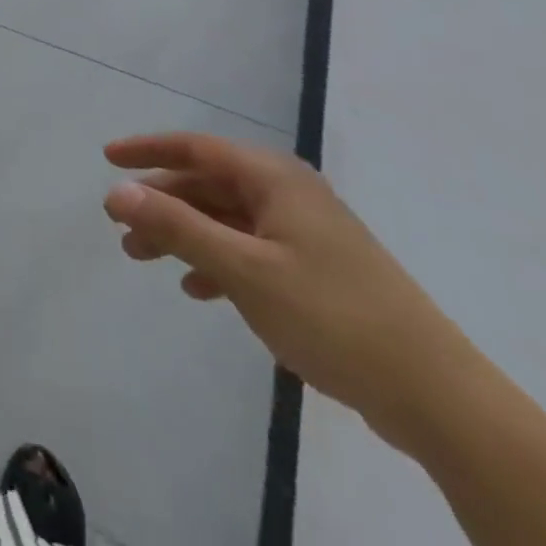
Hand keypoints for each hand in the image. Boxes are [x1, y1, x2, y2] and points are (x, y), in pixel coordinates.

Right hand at [103, 133, 474, 446]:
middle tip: (120, 226)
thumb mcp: (243, 270)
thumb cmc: (333, 317)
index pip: (196, 147)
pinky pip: (249, 251)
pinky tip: (197, 289)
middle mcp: (288, 194)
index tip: (106, 158)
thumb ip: (176, 226)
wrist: (439, 398)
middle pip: (207, 184)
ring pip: (225, 220)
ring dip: (183, 235)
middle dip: (161, 203)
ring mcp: (305, 233)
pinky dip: (217, 263)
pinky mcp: (317, 271)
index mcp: (274, 178)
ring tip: (144, 260)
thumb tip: (116, 191)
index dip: (147, 149)